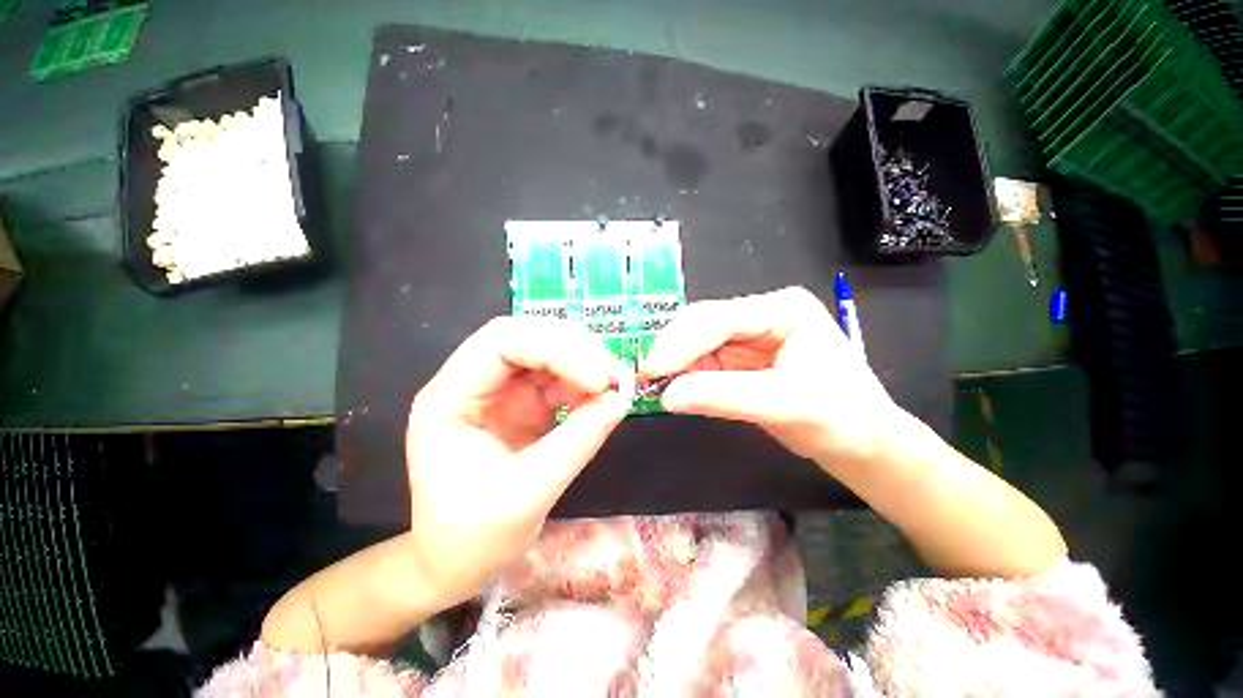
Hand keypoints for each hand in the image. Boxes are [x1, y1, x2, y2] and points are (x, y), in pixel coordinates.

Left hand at [404, 317, 634, 605]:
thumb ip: (577, 442)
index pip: (501, 342)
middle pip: (526, 337)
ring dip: (584, 362)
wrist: (455, 561)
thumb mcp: (527, 494)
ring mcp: (499, 389)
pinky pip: (558, 376)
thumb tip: (621, 399)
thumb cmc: (472, 537)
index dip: (554, 349)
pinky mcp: (523, 402)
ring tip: (614, 386)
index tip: (597, 380)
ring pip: (546, 351)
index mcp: (449, 398)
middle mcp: (472, 382)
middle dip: (573, 350)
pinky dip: (583, 381)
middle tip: (612, 376)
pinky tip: (600, 398)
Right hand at [641, 287, 903, 467]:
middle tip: (646, 379)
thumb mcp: (785, 404)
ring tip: (654, 387)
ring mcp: (748, 337)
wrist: (860, 443)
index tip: (652, 369)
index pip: (719, 318)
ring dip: (675, 365)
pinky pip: (703, 363)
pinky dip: (686, 377)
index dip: (681, 341)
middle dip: (673, 352)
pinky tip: (675, 389)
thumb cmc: (840, 418)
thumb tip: (667, 396)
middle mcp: (761, 316)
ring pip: (697, 344)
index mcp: (782, 310)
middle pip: (703, 326)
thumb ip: (724, 396)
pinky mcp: (739, 359)